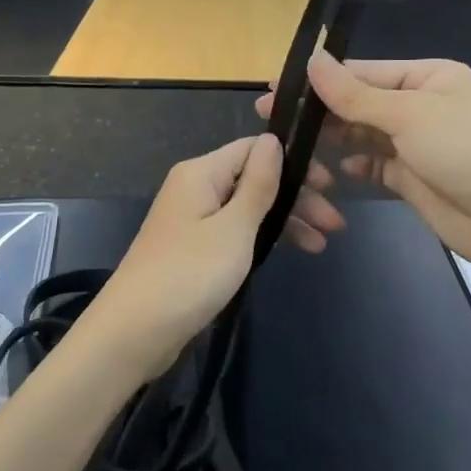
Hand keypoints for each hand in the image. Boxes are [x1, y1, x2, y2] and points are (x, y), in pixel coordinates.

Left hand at [80, 135, 339, 383]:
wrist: (134, 331)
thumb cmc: (189, 274)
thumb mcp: (234, 227)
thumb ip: (258, 184)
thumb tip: (273, 139)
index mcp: (201, 172)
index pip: (254, 149)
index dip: (293, 162)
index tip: (329, 186)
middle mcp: (195, 188)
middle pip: (254, 179)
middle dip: (296, 197)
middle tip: (335, 224)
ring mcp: (193, 220)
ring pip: (248, 208)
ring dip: (285, 220)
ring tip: (322, 244)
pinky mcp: (193, 249)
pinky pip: (236, 231)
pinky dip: (264, 238)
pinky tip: (291, 251)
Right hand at [258, 53, 470, 280]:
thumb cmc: (467, 152)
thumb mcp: (409, 115)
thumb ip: (355, 94)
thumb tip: (311, 60)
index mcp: (427, 77)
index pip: (363, 72)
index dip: (320, 80)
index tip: (276, 90)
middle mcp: (421, 105)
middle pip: (360, 103)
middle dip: (321, 111)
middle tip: (272, 120)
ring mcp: (417, 144)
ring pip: (364, 135)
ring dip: (335, 138)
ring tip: (295, 146)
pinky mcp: (413, 178)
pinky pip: (374, 165)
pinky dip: (355, 165)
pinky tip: (334, 169)